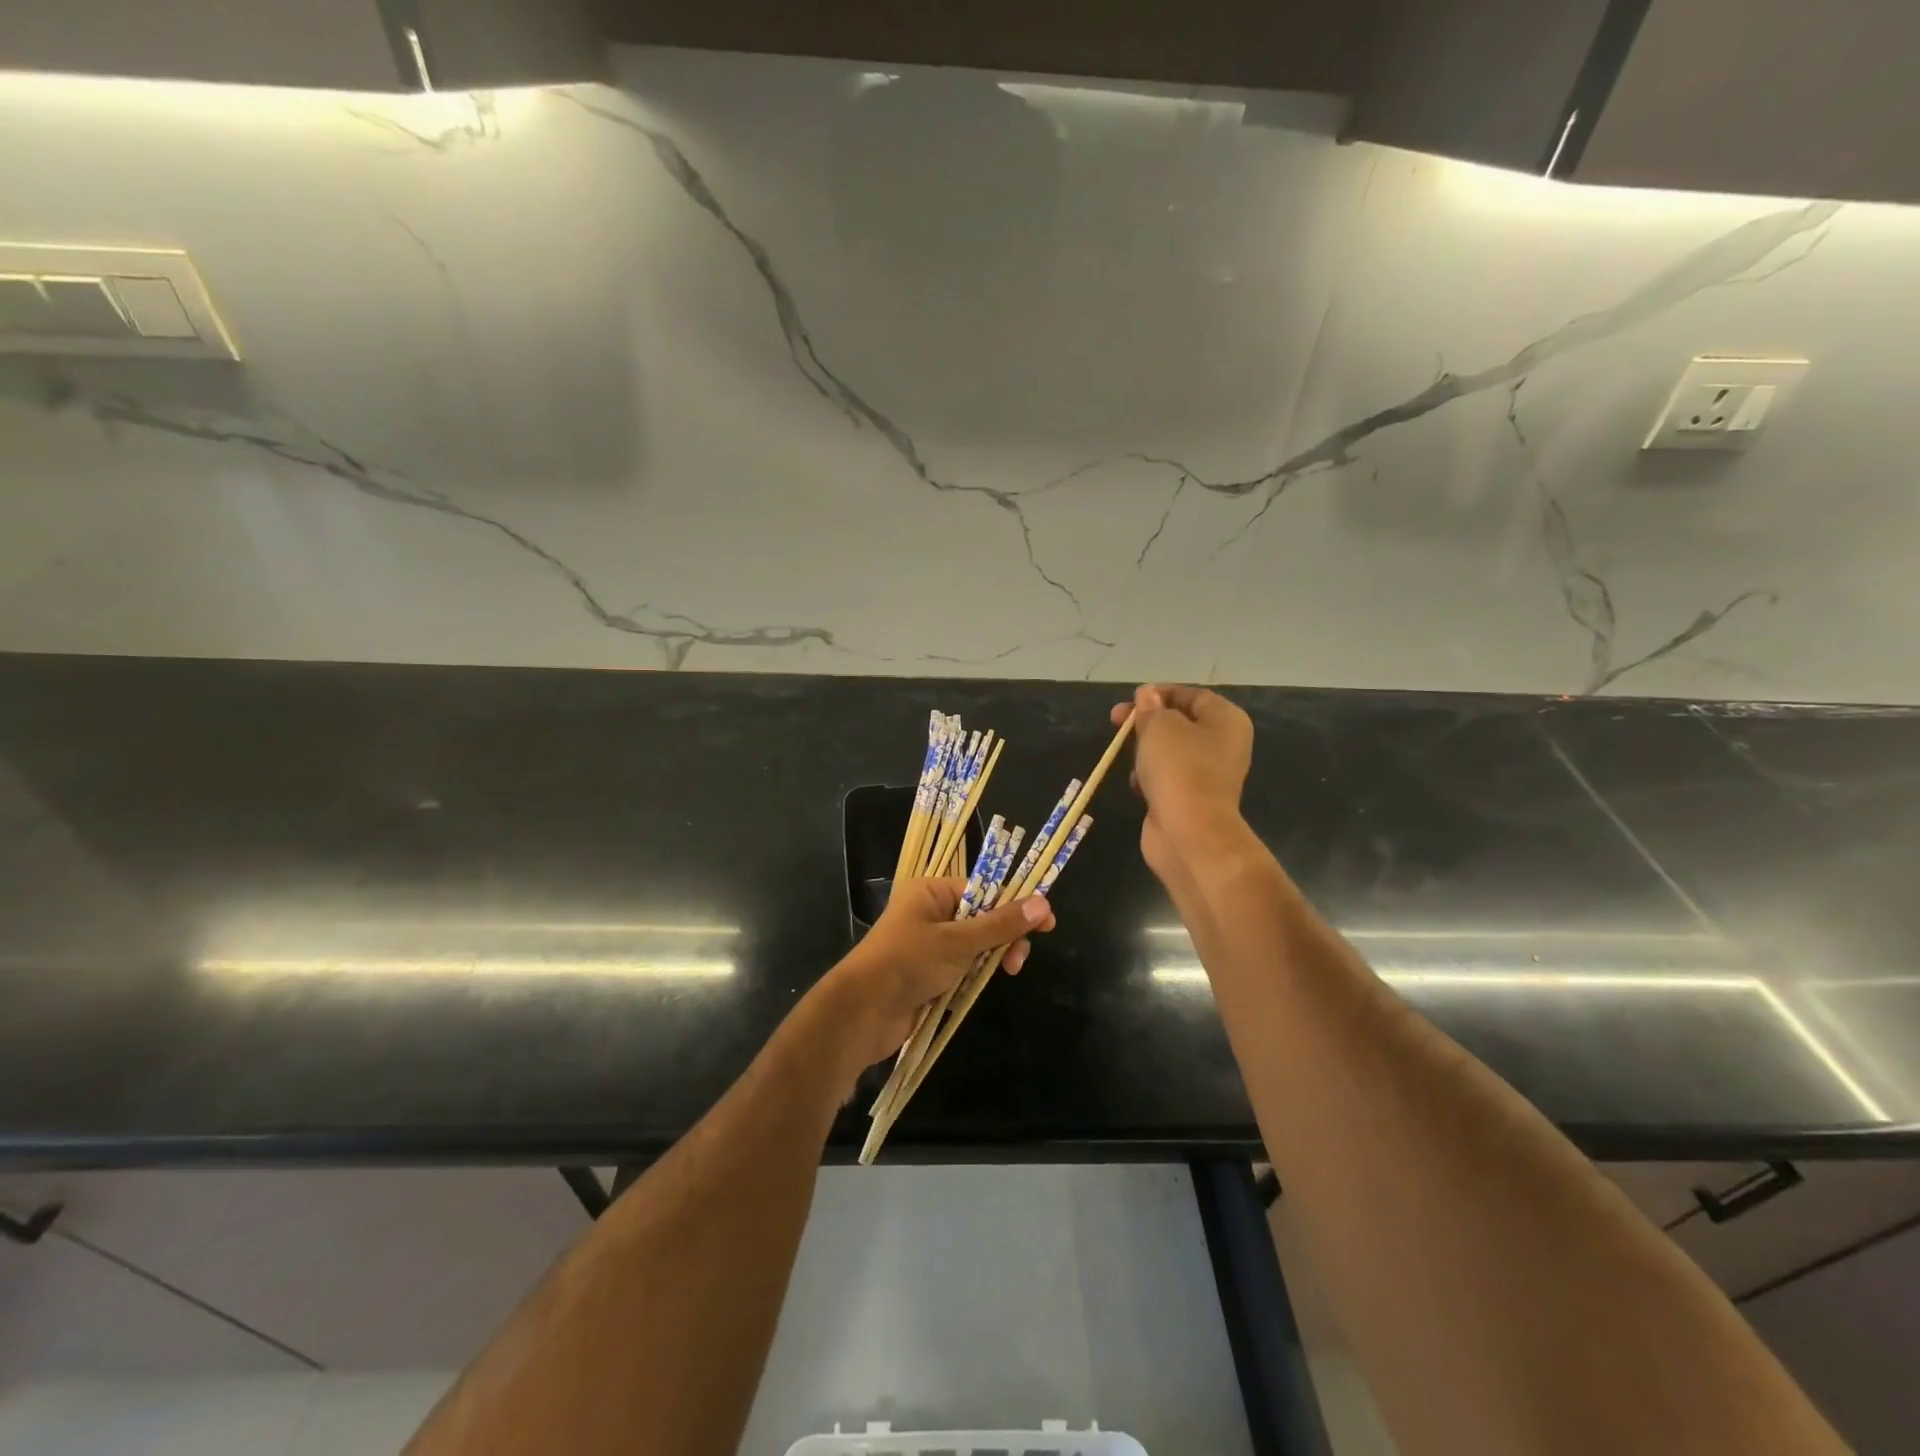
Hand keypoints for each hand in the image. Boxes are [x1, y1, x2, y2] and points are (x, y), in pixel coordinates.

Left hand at [817, 877, 1055, 1076]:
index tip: (1045, 922)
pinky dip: (976, 974)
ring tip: (1006, 972)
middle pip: (982, 917)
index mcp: (931, 892)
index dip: (1014, 904)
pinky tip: (982, 985)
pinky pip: (963, 967)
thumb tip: (1043, 903)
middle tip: (1018, 959)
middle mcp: (930, 913)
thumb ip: (1000, 924)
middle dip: (1004, 936)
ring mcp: (929, 945)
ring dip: (991, 957)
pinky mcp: (929, 974)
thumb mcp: (958, 941)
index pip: (982, 889)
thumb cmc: (908, 962)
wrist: (864, 1012)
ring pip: (975, 945)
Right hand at [1110, 683, 1253, 887]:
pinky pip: (1167, 778)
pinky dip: (1150, 777)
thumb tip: (1147, 696)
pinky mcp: (1190, 799)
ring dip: (1146, 750)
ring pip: (1171, 752)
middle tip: (1116, 721)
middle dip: (1147, 721)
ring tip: (1125, 753)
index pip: (1192, 695)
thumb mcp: (1159, 726)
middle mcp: (1223, 745)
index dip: (1160, 693)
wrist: (1189, 832)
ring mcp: (1208, 775)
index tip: (1131, 699)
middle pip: (1180, 723)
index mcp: (1226, 720)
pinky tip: (1137, 784)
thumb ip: (1151, 708)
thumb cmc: (1179, 768)